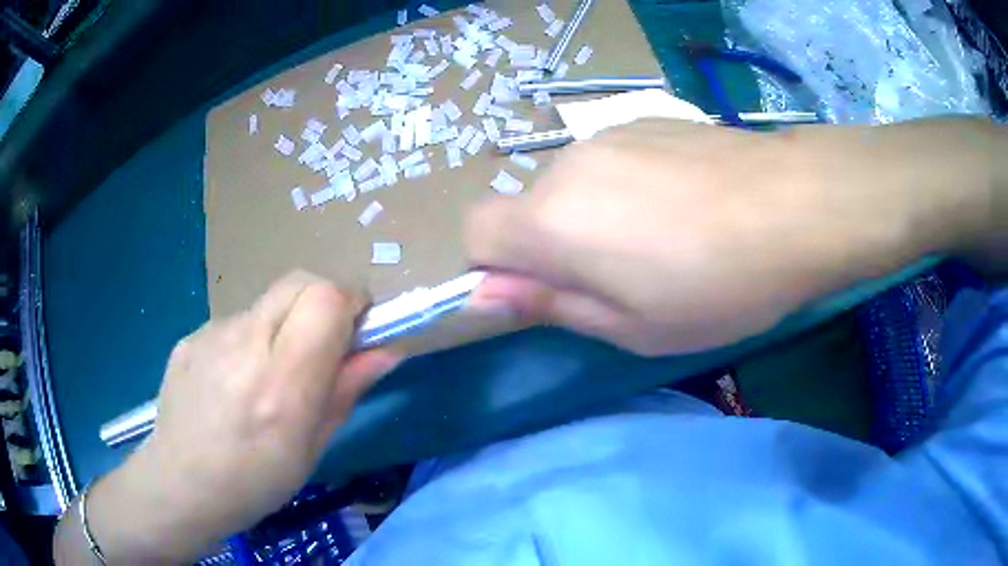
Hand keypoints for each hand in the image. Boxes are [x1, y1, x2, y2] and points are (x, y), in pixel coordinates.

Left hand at [84, 272, 400, 562]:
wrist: (178, 485)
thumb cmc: (254, 483)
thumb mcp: (311, 449)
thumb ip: (346, 391)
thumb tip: (387, 350)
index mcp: (281, 386)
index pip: (326, 299)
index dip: (352, 303)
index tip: (359, 331)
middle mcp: (244, 346)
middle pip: (300, 281)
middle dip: (324, 301)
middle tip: (322, 346)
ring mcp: (211, 335)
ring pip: (267, 303)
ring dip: (284, 326)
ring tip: (268, 378)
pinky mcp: (191, 335)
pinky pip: (236, 323)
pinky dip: (250, 341)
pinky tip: (234, 383)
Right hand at [466, 118, 989, 354]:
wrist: (794, 204)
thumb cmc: (717, 285)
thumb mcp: (630, 326)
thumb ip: (549, 304)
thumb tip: (484, 294)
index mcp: (551, 221)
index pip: (475, 231)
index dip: (493, 267)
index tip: (543, 291)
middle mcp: (565, 165)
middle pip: (526, 208)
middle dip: (552, 246)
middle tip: (621, 278)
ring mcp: (608, 135)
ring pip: (571, 184)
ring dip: (592, 216)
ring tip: (663, 240)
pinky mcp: (645, 119)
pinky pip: (611, 161)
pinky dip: (625, 188)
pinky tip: (684, 203)